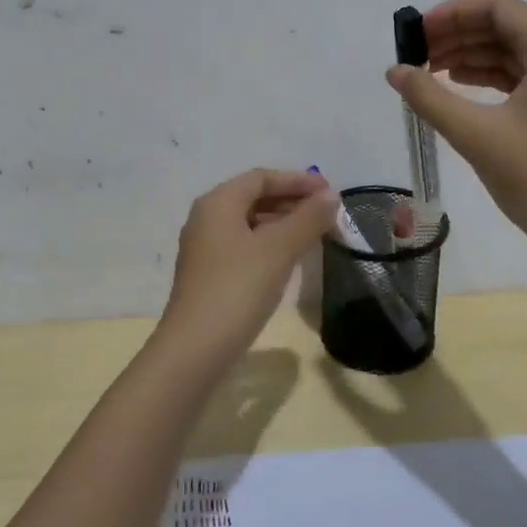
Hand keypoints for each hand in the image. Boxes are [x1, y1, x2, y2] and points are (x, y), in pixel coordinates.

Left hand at [156, 169, 337, 363]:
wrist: (196, 348)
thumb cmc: (238, 288)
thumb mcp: (279, 249)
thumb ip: (308, 218)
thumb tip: (331, 196)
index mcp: (218, 203)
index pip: (261, 177)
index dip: (297, 180)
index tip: (330, 191)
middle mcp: (206, 218)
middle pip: (254, 197)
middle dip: (292, 201)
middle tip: (327, 213)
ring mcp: (205, 248)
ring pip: (250, 223)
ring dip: (283, 223)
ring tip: (316, 234)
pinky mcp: (209, 274)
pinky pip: (245, 246)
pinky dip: (270, 244)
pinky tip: (290, 259)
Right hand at [386, 0, 526, 253]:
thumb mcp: (477, 136)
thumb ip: (430, 97)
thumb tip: (394, 71)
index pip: (500, 7)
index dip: (453, 12)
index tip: (416, 33)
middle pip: (507, 25)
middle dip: (458, 34)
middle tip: (415, 54)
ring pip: (515, 51)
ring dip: (471, 55)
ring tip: (428, 71)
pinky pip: (525, 75)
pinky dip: (490, 77)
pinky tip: (458, 87)